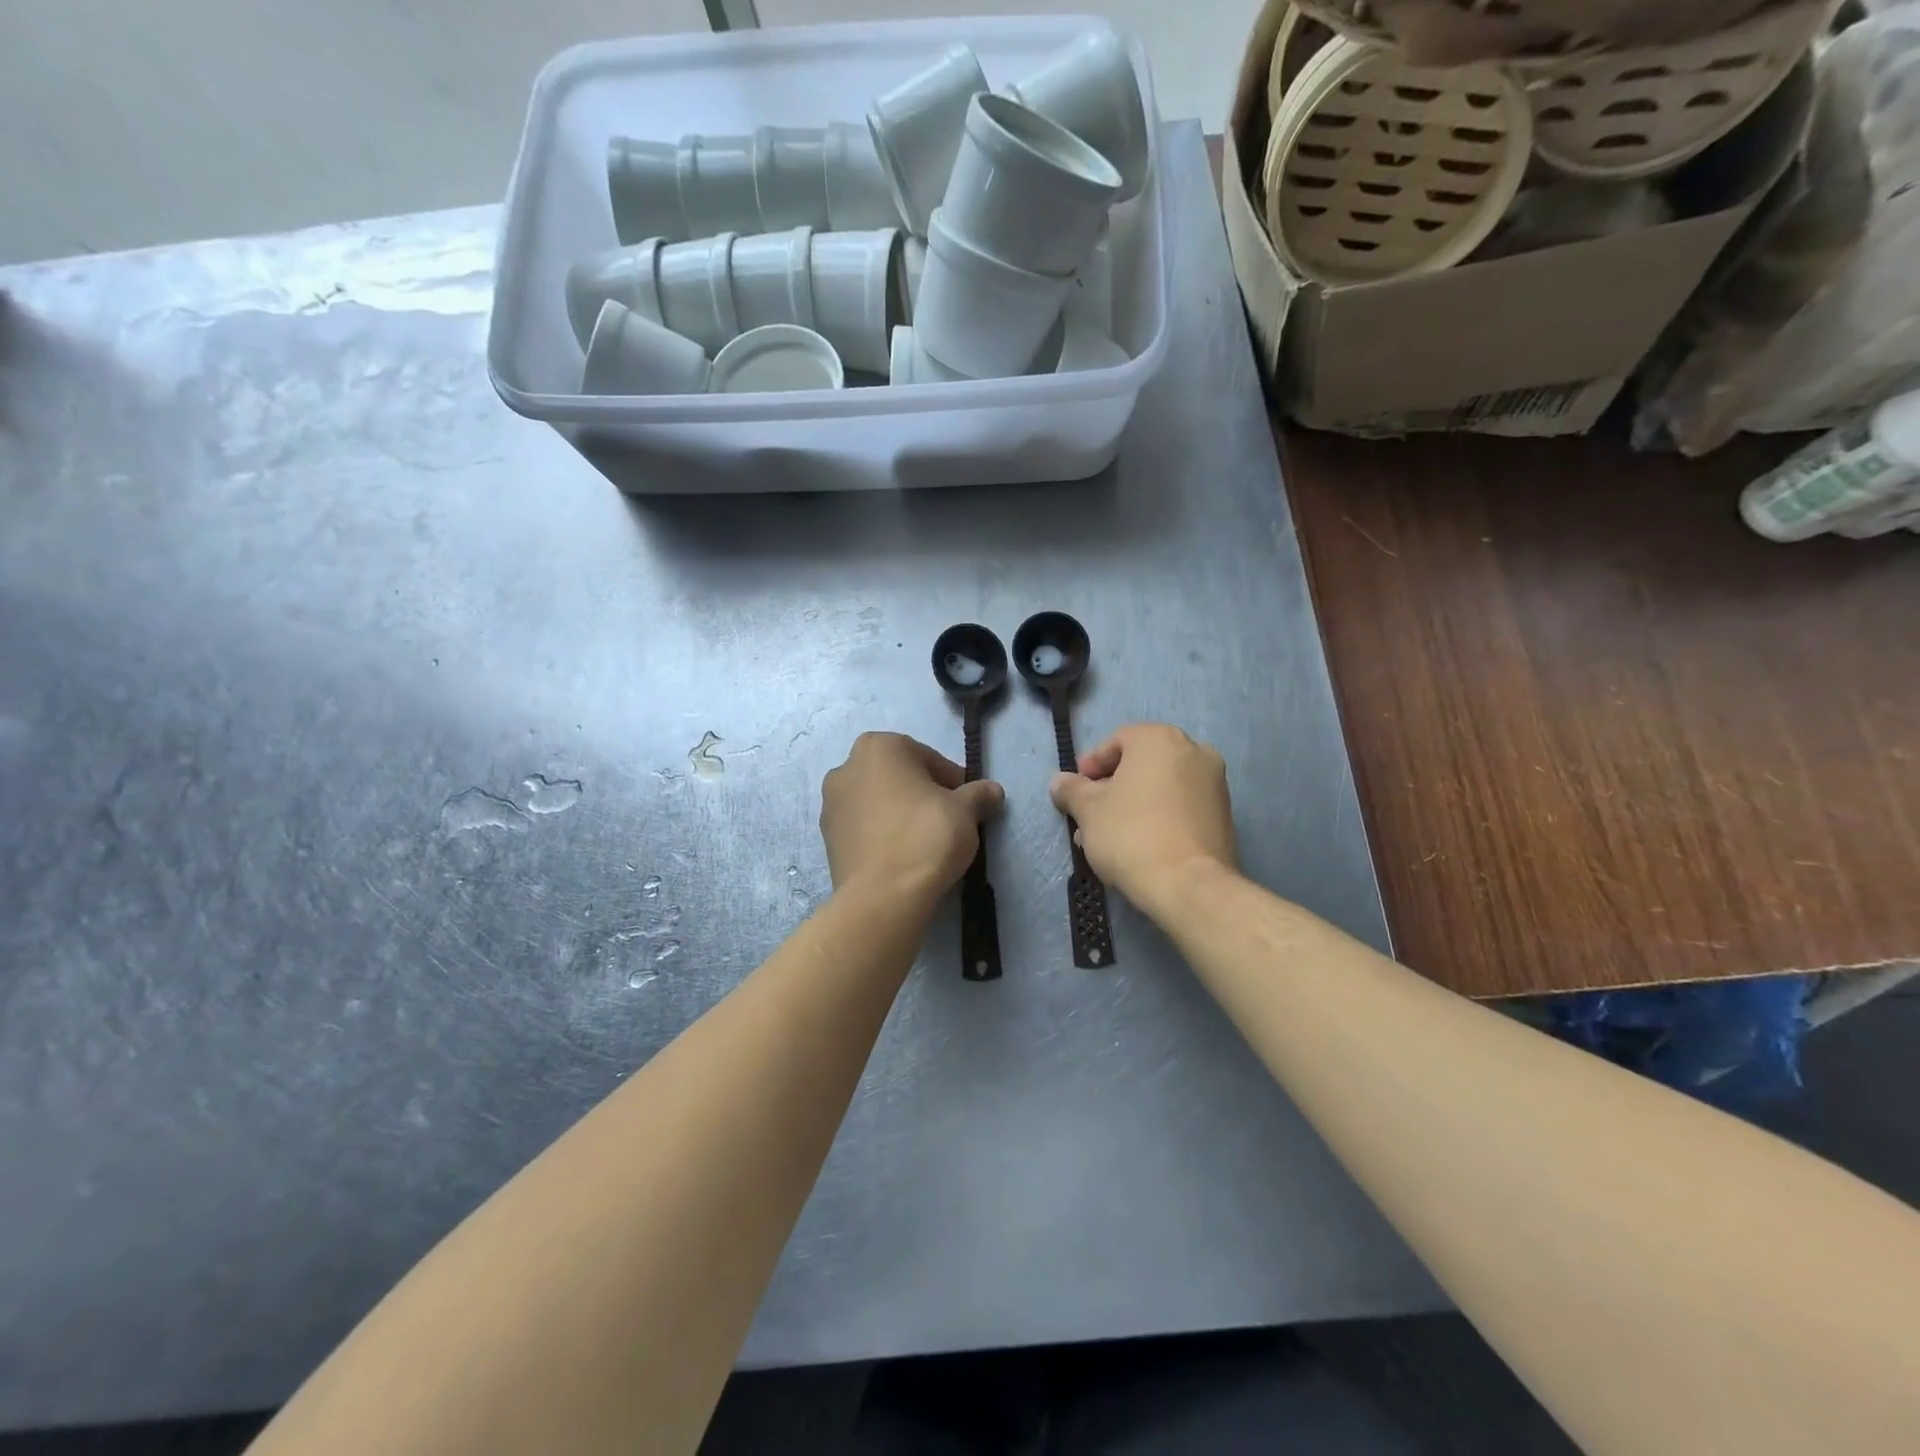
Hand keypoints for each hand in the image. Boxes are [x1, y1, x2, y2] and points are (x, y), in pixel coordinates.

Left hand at [821, 732, 1004, 906]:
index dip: (953, 782)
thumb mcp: (965, 811)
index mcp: (879, 746)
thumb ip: (978, 795)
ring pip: (878, 802)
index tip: (967, 806)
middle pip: (899, 777)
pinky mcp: (826, 838)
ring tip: (924, 842)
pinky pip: (864, 827)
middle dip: (922, 795)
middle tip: (947, 822)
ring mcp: (830, 804)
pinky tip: (901, 856)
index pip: (929, 758)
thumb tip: (993, 790)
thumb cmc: (926, 837)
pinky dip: (882, 834)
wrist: (882, 896)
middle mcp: (847, 767)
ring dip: (900, 814)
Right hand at [1049, 724, 1237, 915]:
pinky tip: (1137, 845)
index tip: (1076, 790)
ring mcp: (1215, 783)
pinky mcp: (1224, 816)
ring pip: (1160, 788)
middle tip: (1088, 816)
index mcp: (1160, 739)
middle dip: (1111, 789)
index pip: (1117, 740)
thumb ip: (1071, 790)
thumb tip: (1060, 781)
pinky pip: (1180, 807)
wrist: (1188, 885)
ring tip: (1107, 837)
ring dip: (1132, 805)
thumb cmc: (1131, 834)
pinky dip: (1158, 817)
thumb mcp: (1087, 810)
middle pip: (1140, 764)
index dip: (1091, 765)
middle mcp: (1194, 751)